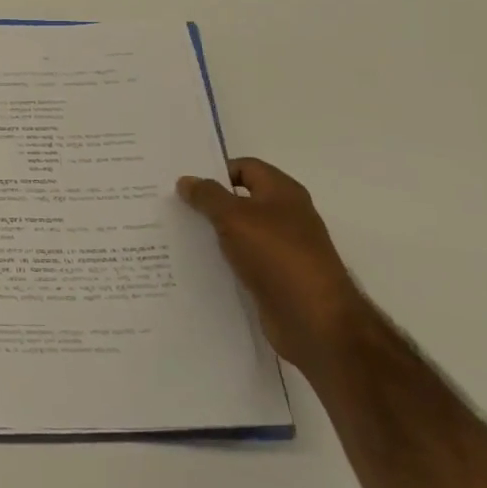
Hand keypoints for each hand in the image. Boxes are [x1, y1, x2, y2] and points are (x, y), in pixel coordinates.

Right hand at [177, 157, 369, 373]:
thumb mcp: (234, 217)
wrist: (315, 319)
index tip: (184, 184)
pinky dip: (222, 259)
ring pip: (239, 231)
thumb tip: (186, 180)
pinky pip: (242, 259)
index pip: (245, 167)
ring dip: (212, 232)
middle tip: (171, 206)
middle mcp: (285, 216)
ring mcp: (282, 248)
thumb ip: (207, 196)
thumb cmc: (277, 256)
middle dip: (208, 202)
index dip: (215, 171)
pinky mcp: (275, 277)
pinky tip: (196, 265)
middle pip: (240, 199)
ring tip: (176, 235)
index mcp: (283, 192)